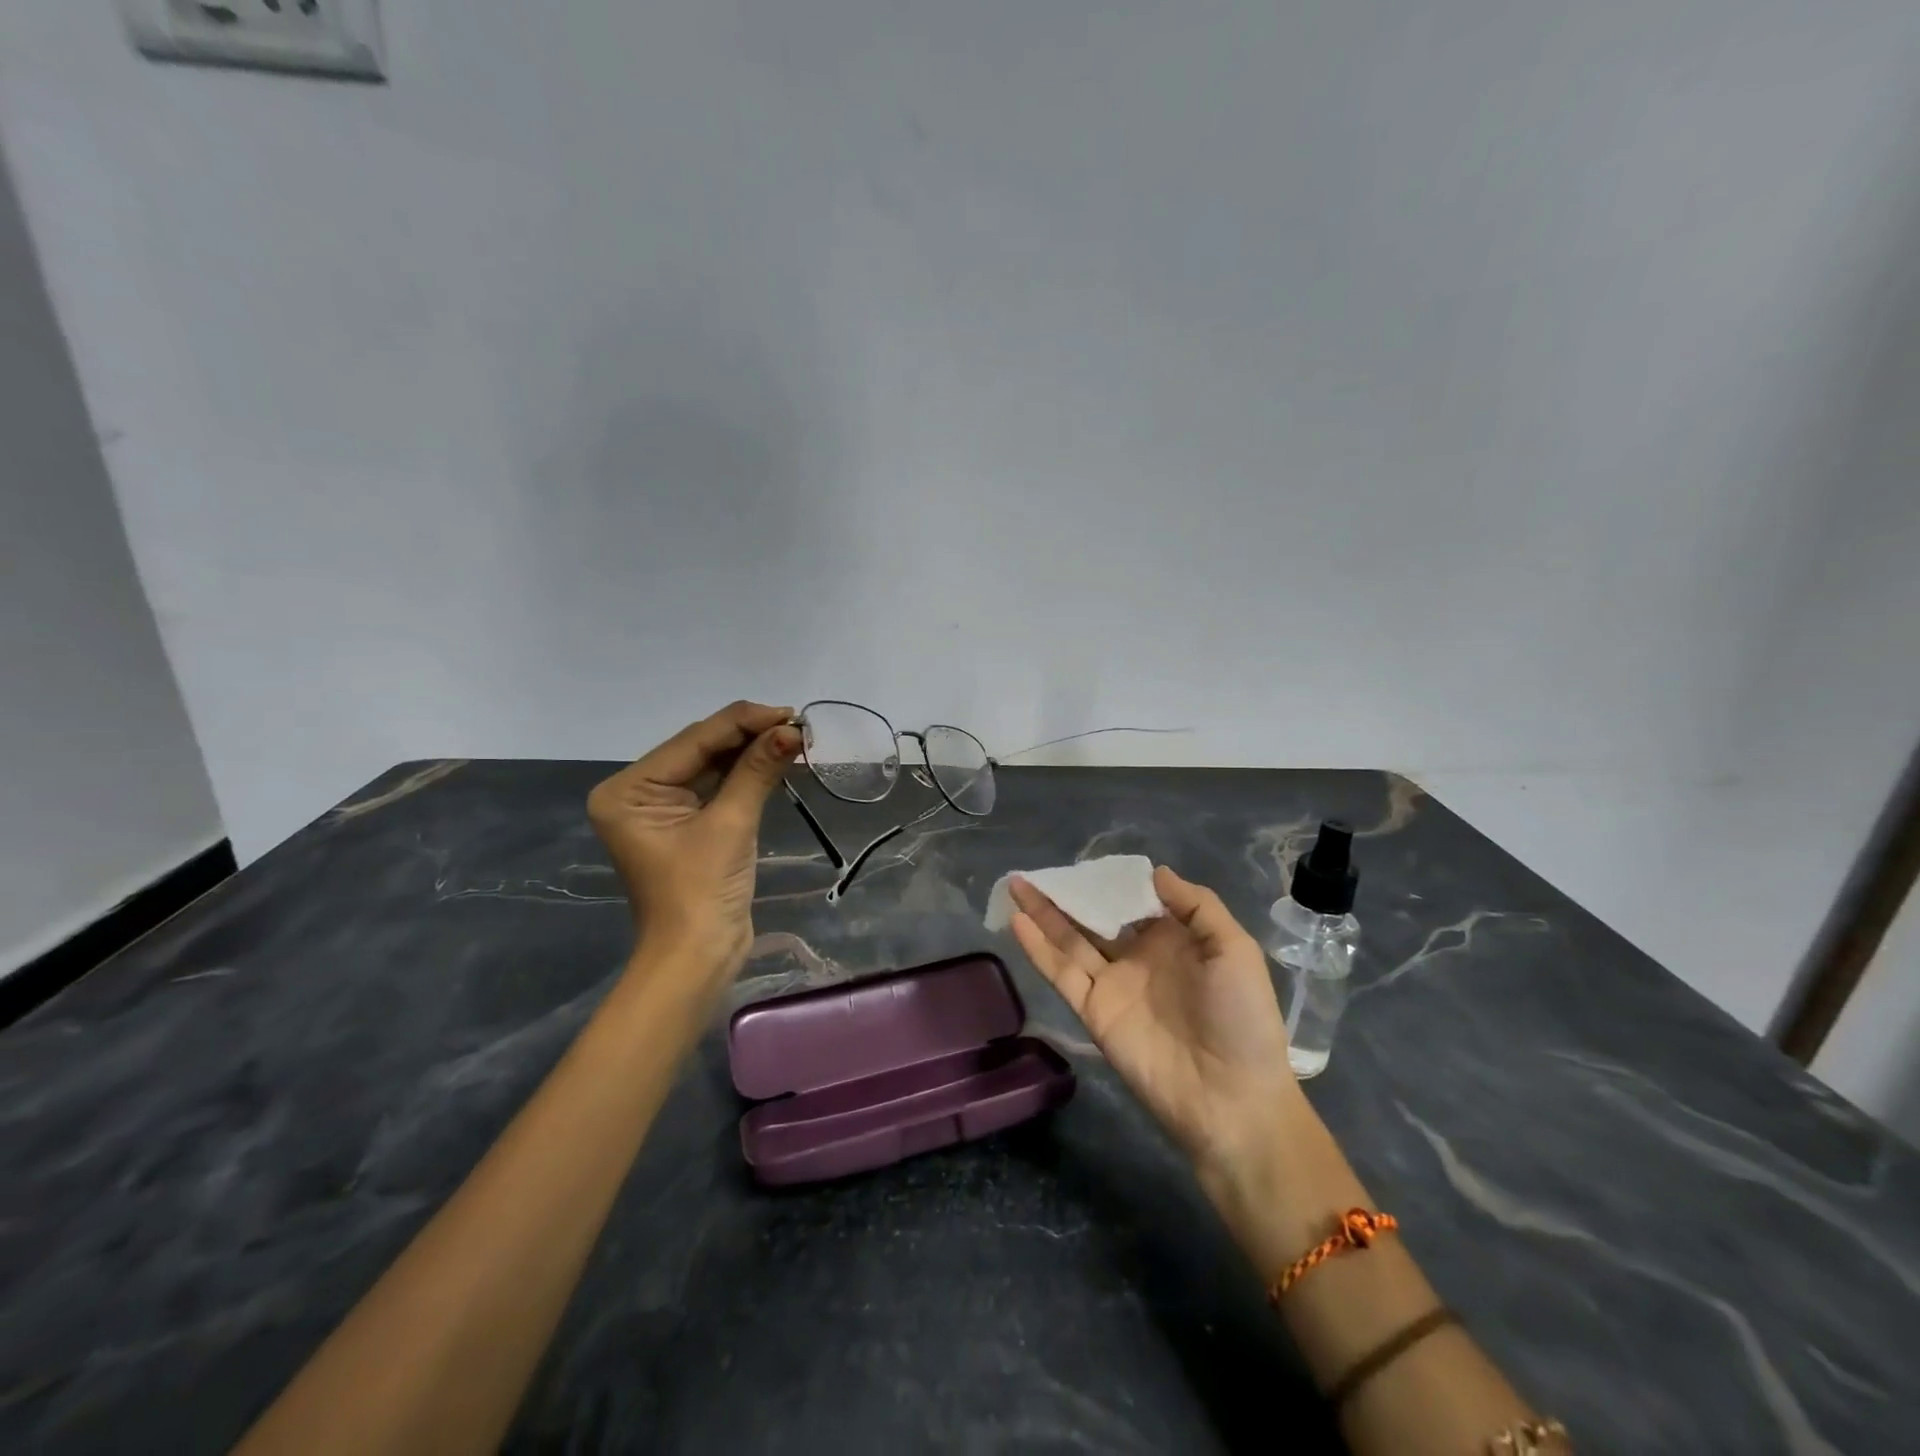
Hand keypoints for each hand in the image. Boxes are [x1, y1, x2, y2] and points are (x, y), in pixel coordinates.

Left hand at [588, 701, 800, 978]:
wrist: (697, 959)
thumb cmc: (702, 893)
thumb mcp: (730, 825)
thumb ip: (757, 770)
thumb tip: (792, 730)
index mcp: (628, 789)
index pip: (693, 741)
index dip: (743, 723)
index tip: (789, 712)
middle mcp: (638, 792)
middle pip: (701, 749)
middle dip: (750, 735)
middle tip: (797, 724)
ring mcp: (661, 809)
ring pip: (712, 765)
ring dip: (753, 752)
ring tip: (794, 736)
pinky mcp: (686, 824)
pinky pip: (718, 787)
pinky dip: (748, 774)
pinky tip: (778, 757)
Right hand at [1010, 866, 1307, 1182]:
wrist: (1230, 1097)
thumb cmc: (1240, 1018)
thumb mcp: (1234, 949)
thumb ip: (1197, 906)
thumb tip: (1154, 872)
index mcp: (1173, 940)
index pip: (1134, 901)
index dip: (1111, 882)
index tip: (1088, 862)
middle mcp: (1137, 957)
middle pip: (1094, 917)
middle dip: (1068, 894)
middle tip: (1037, 870)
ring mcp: (1111, 984)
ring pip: (1070, 939)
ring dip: (1043, 912)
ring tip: (1015, 884)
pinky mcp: (1092, 1009)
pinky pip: (1061, 972)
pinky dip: (1037, 947)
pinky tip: (1017, 920)